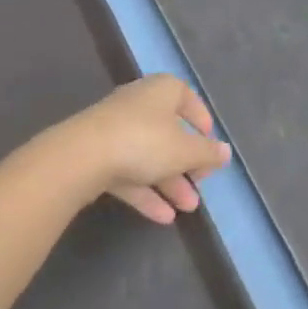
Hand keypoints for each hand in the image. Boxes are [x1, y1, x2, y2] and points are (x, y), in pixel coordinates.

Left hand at [46, 75, 232, 224]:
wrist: (82, 156)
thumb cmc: (144, 141)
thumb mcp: (185, 150)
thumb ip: (207, 153)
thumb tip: (225, 152)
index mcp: (162, 91)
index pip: (187, 98)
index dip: (201, 120)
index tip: (210, 143)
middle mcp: (139, 104)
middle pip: (168, 132)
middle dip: (186, 163)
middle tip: (200, 184)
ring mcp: (115, 130)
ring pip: (149, 155)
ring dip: (169, 182)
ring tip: (188, 208)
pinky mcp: (97, 155)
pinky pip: (128, 172)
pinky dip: (146, 192)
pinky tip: (163, 217)